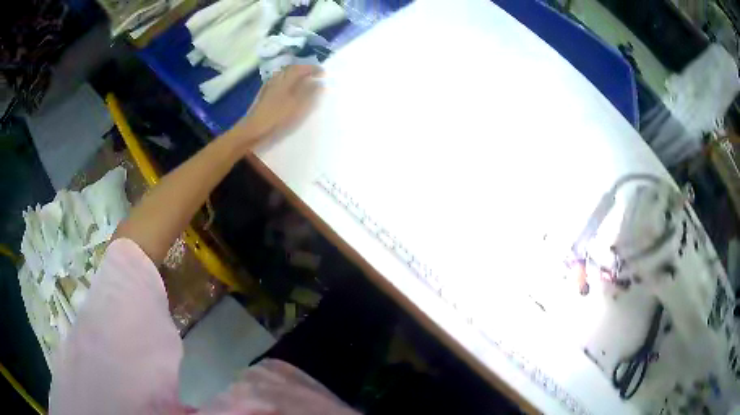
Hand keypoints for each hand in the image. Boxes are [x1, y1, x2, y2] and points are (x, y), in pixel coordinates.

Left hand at [230, 64, 323, 149]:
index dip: (313, 69)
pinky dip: (288, 84)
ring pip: (284, 77)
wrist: (253, 130)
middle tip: (315, 75)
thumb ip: (309, 92)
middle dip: (304, 71)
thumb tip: (320, 82)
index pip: (301, 68)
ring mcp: (268, 87)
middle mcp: (276, 80)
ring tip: (304, 83)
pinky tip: (289, 91)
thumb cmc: (276, 117)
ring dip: (296, 77)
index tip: (323, 73)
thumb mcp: (297, 105)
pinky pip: (279, 84)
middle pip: (291, 70)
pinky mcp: (264, 96)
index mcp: (285, 80)